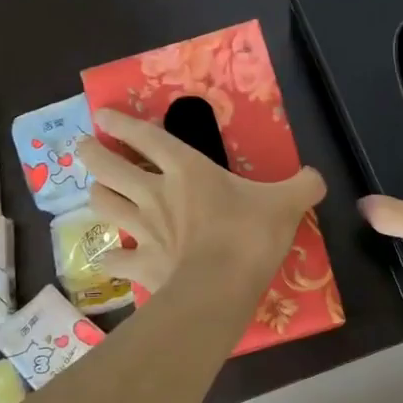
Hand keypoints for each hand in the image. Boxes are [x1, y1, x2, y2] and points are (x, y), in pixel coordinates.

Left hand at [76, 109, 326, 293]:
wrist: (221, 287)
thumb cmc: (250, 235)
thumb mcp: (287, 204)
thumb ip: (303, 186)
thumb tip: (318, 178)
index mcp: (187, 170)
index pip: (146, 137)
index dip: (122, 123)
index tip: (102, 114)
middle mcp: (155, 194)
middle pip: (108, 167)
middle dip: (92, 154)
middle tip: (84, 149)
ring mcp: (143, 230)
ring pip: (103, 206)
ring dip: (98, 196)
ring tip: (99, 193)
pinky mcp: (141, 266)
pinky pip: (114, 260)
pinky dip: (110, 258)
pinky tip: (110, 259)